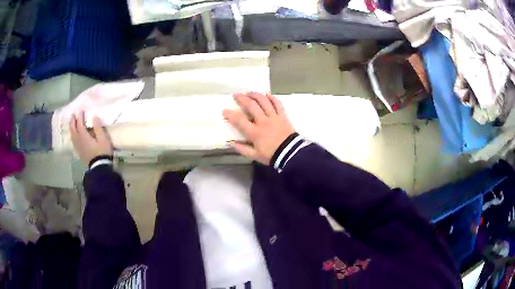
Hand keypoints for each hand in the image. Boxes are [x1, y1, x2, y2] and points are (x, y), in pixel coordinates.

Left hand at [69, 112, 112, 165]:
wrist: (99, 167)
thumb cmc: (102, 152)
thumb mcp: (103, 139)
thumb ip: (98, 127)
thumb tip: (94, 117)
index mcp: (84, 136)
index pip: (80, 123)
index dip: (80, 116)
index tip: (81, 110)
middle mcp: (78, 140)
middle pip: (73, 129)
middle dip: (72, 121)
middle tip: (73, 114)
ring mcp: (78, 147)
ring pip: (72, 135)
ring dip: (71, 128)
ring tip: (72, 123)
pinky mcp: (79, 152)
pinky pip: (73, 141)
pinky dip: (73, 135)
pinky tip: (74, 135)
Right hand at [223, 93, 295, 164]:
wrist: (291, 154)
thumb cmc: (271, 155)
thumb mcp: (254, 155)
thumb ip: (242, 149)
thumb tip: (230, 143)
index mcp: (254, 132)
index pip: (239, 120)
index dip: (230, 114)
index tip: (224, 110)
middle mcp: (263, 121)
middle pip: (251, 105)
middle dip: (242, 98)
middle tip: (236, 95)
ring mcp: (274, 117)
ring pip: (264, 101)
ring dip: (255, 95)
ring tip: (249, 93)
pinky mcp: (283, 116)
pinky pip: (277, 103)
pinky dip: (272, 98)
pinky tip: (267, 95)